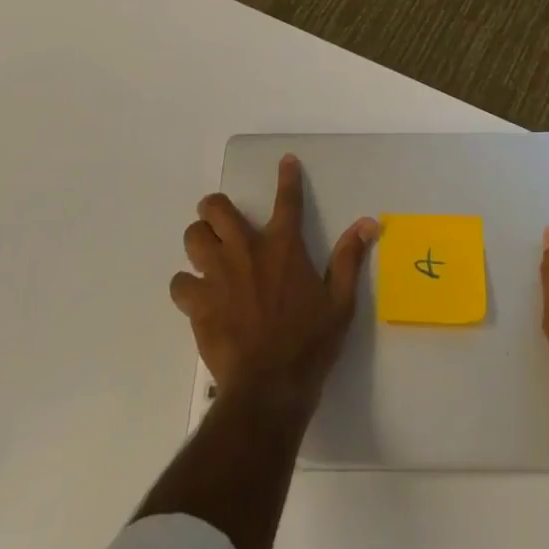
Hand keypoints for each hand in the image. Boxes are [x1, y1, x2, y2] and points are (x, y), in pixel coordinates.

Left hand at [170, 155, 378, 414]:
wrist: (268, 388)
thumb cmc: (309, 344)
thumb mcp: (340, 302)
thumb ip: (349, 259)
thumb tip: (368, 223)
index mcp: (283, 246)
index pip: (287, 200)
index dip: (287, 176)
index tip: (285, 160)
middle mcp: (246, 250)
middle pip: (216, 208)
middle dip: (215, 208)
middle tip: (221, 220)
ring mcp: (218, 275)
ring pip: (193, 237)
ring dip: (199, 241)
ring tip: (206, 254)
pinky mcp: (198, 302)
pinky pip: (180, 282)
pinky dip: (187, 286)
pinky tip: (197, 296)